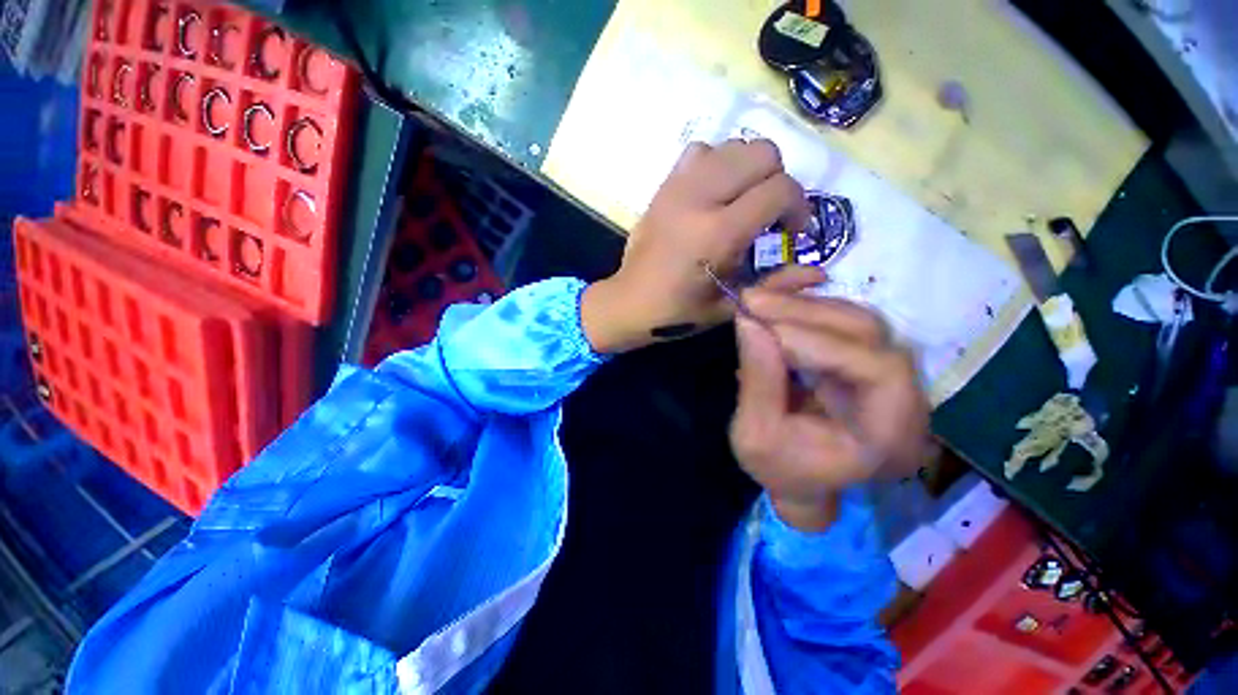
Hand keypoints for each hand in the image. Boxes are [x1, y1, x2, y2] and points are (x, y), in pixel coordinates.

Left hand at [581, 139, 812, 353]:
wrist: (628, 303)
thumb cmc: (678, 312)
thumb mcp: (729, 305)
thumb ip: (775, 284)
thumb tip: (821, 272)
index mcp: (717, 234)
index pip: (779, 190)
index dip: (799, 207)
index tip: (794, 232)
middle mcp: (699, 199)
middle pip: (761, 153)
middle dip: (778, 180)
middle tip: (770, 214)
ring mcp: (677, 187)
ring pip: (733, 146)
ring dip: (749, 170)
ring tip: (743, 201)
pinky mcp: (663, 186)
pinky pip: (699, 152)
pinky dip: (717, 163)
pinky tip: (714, 192)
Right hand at [729, 271, 931, 531]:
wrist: (798, 477)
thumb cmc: (779, 467)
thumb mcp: (754, 435)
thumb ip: (758, 380)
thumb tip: (749, 320)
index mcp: (889, 436)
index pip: (878, 371)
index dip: (820, 342)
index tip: (761, 328)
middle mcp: (902, 399)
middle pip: (869, 333)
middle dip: (805, 312)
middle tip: (751, 299)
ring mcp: (886, 374)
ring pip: (855, 317)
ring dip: (803, 303)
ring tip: (757, 299)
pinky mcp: (862, 358)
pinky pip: (841, 319)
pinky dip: (807, 303)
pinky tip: (779, 295)